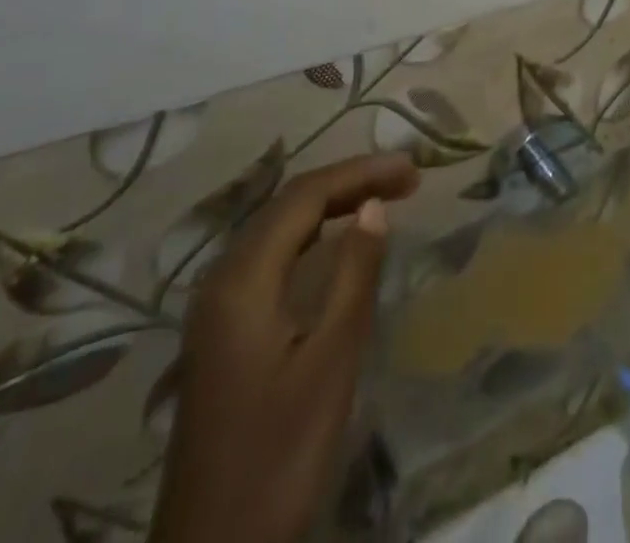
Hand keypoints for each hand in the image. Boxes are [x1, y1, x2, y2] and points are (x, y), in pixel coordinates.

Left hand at [151, 153, 420, 542]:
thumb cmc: (277, 460)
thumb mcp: (330, 363)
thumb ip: (354, 275)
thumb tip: (374, 206)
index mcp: (242, 279)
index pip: (306, 196)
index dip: (361, 172)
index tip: (412, 170)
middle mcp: (222, 279)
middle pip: (289, 205)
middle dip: (349, 182)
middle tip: (406, 179)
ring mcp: (216, 307)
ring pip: (278, 229)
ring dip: (330, 205)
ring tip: (382, 197)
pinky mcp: (222, 332)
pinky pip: (270, 258)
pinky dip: (311, 236)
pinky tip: (336, 244)